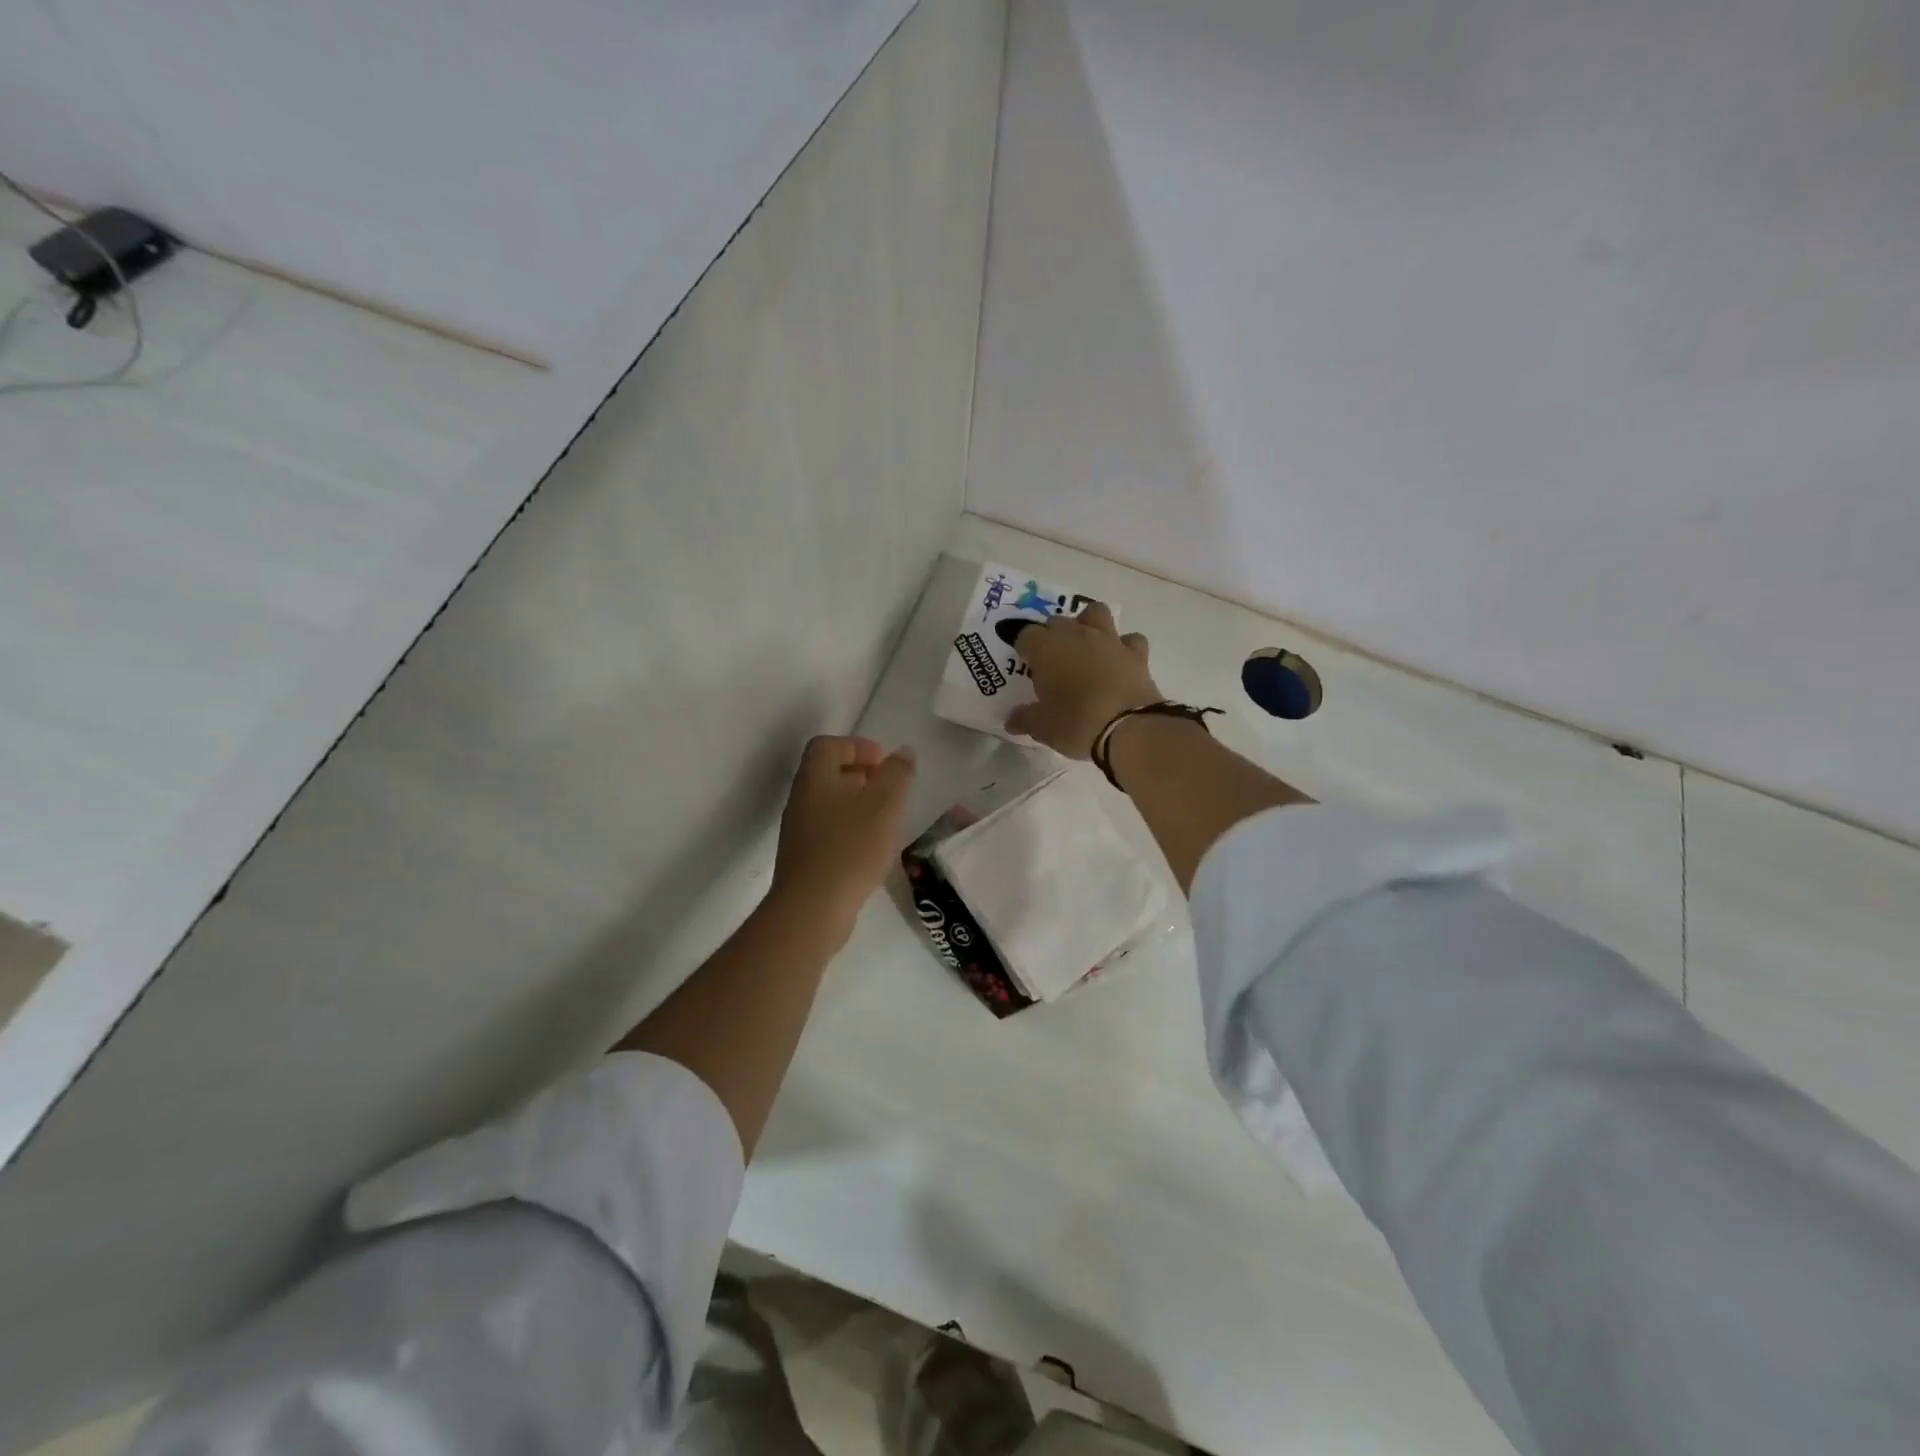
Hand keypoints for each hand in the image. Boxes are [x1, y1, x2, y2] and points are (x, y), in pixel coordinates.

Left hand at [771, 735, 917, 944]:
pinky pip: (829, 830)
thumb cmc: (850, 848)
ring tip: (887, 820)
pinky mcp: (804, 858)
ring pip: (830, 803)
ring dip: (859, 804)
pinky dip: (851, 829)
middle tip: (890, 790)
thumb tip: (902, 753)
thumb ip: (897, 774)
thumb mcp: (884, 805)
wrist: (812, 909)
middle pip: (829, 773)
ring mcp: (800, 830)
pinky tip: (872, 849)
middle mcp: (802, 799)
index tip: (884, 762)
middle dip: (862, 775)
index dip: (858, 746)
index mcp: (815, 778)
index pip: (829, 745)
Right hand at [1005, 602, 1160, 757]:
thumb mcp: (1043, 727)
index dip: (1024, 648)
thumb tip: (1012, 720)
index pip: (1026, 635)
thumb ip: (1025, 719)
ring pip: (1095, 613)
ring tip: (1086, 648)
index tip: (1026, 664)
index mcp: (1046, 648)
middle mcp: (1076, 635)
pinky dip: (1123, 646)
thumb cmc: (1076, 724)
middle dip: (1052, 636)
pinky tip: (1119, 662)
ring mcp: (1109, 640)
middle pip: (1057, 621)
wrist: (1129, 728)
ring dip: (1088, 624)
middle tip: (1052, 662)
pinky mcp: (1136, 653)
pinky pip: (1129, 639)